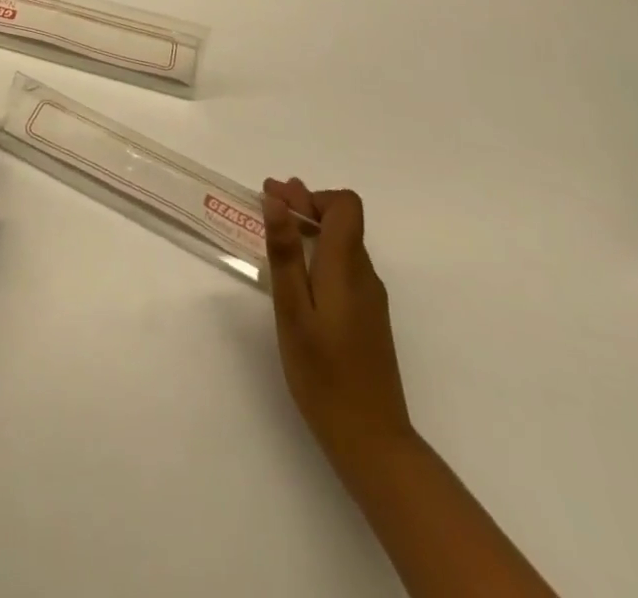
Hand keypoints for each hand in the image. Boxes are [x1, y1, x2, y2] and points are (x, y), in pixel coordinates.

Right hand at [262, 178, 413, 468]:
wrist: (372, 441)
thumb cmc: (324, 374)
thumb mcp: (293, 311)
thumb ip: (286, 253)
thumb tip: (277, 200)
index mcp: (346, 268)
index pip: (345, 206)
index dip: (312, 196)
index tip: (276, 200)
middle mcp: (364, 275)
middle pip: (342, 222)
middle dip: (304, 206)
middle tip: (265, 204)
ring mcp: (369, 299)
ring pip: (342, 244)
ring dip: (310, 229)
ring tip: (275, 233)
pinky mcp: (368, 319)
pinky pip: (343, 268)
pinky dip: (318, 255)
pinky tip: (296, 275)